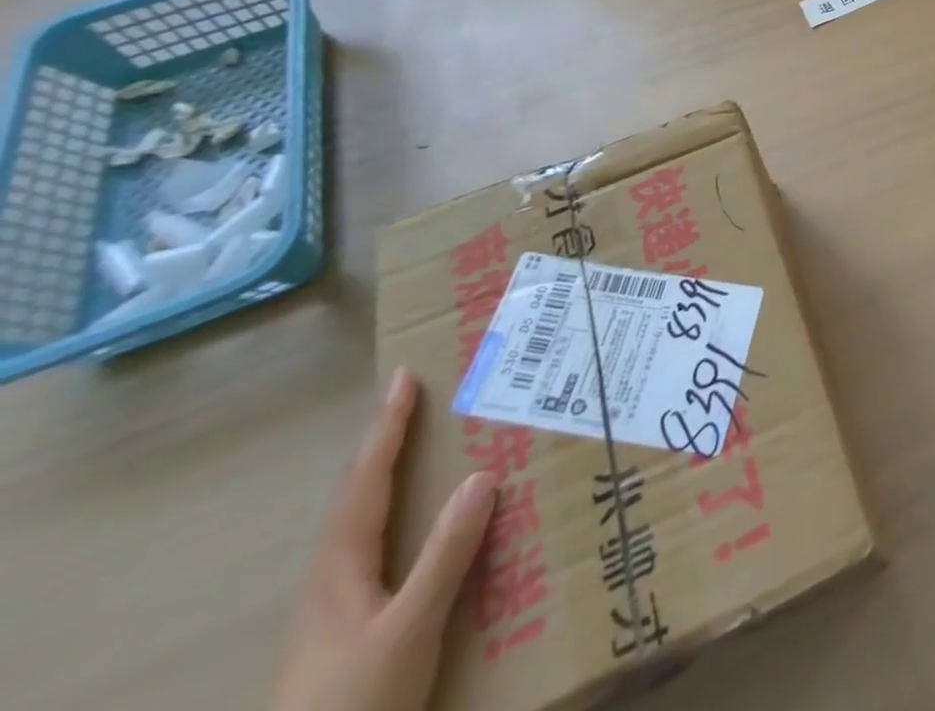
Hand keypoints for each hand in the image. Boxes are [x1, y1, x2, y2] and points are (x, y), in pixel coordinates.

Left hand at [270, 369, 498, 710]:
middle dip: (385, 443)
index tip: (404, 377)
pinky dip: (397, 512)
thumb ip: (445, 555)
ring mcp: (334, 606)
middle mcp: (331, 577)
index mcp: (339, 567)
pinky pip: (376, 546)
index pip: (366, 479)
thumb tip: (482, 474)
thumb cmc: (353, 703)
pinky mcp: (347, 628)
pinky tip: (420, 524)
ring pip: (363, 521)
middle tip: (415, 399)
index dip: (387, 426)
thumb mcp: (409, 629)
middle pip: (357, 494)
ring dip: (389, 476)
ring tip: (421, 447)